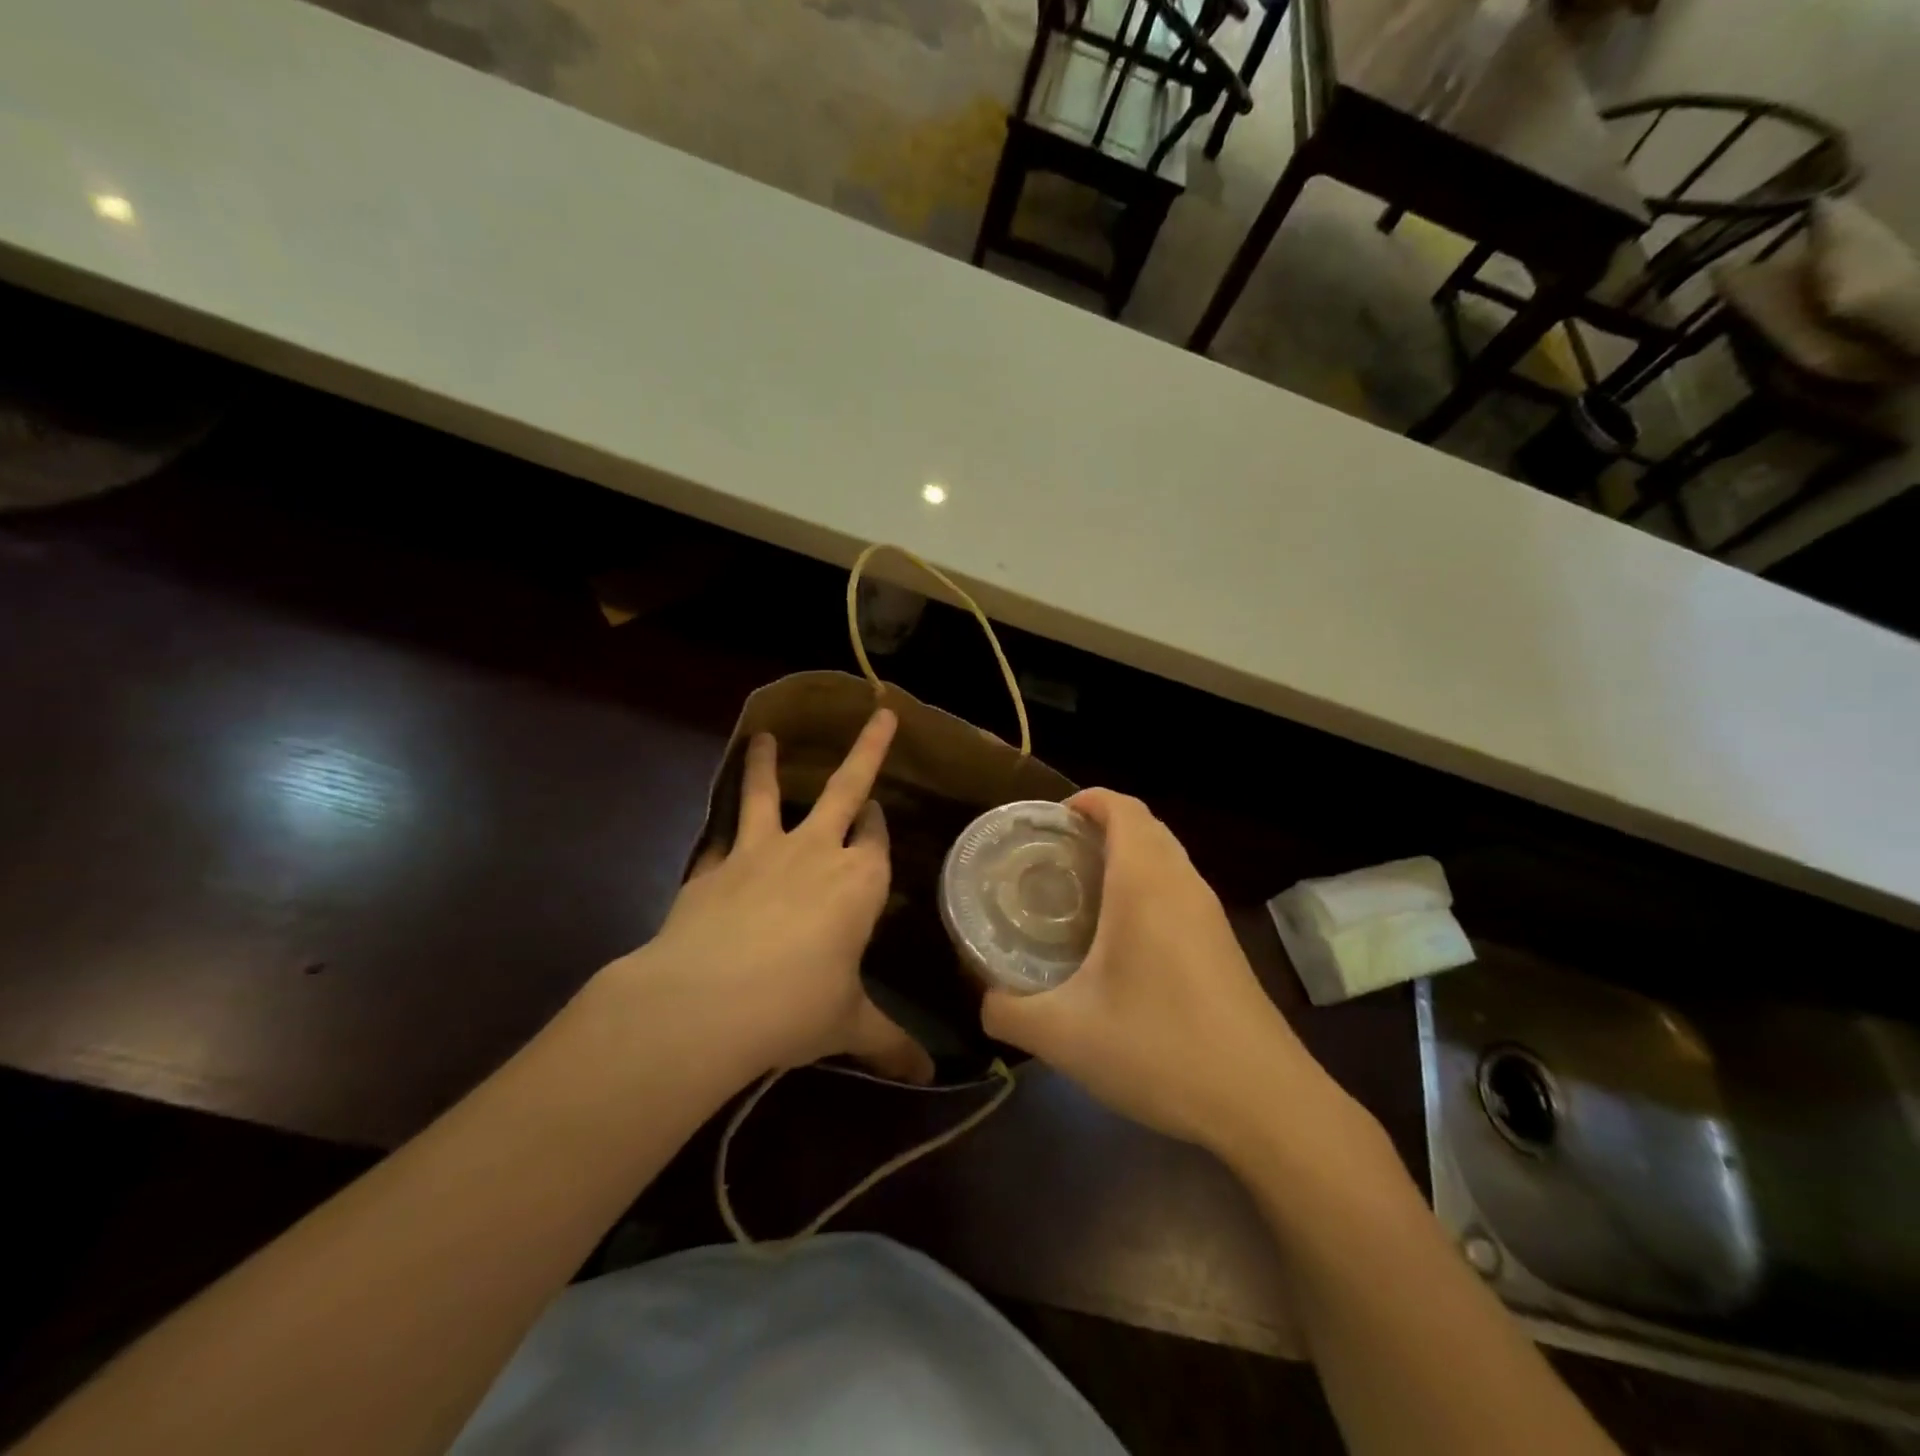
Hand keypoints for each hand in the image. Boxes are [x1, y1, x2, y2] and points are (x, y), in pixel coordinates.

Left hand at [606, 709, 931, 1084]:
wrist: (705, 1003)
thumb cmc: (794, 1008)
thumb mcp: (848, 1025)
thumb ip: (891, 1044)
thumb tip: (931, 1075)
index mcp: (859, 882)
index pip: (878, 839)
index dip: (880, 826)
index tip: (880, 813)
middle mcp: (816, 852)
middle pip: (846, 788)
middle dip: (868, 750)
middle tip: (880, 713)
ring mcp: (759, 852)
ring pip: (768, 793)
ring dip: (768, 764)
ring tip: (764, 735)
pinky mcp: (712, 866)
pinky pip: (722, 836)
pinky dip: (722, 827)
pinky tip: (718, 830)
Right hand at [981, 789, 1342, 1156]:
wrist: (1263, 1103)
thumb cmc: (1159, 1049)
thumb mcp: (1064, 1035)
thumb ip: (1008, 1011)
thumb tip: (985, 999)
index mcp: (1145, 883)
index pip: (1122, 808)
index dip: (1086, 800)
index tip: (1048, 821)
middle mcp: (1182, 885)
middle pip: (1145, 827)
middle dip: (1100, 827)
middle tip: (1053, 856)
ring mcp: (1210, 914)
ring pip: (1166, 858)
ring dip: (1126, 857)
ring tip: (1080, 891)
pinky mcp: (1223, 944)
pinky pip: (1179, 890)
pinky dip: (1147, 887)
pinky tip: (1120, 938)